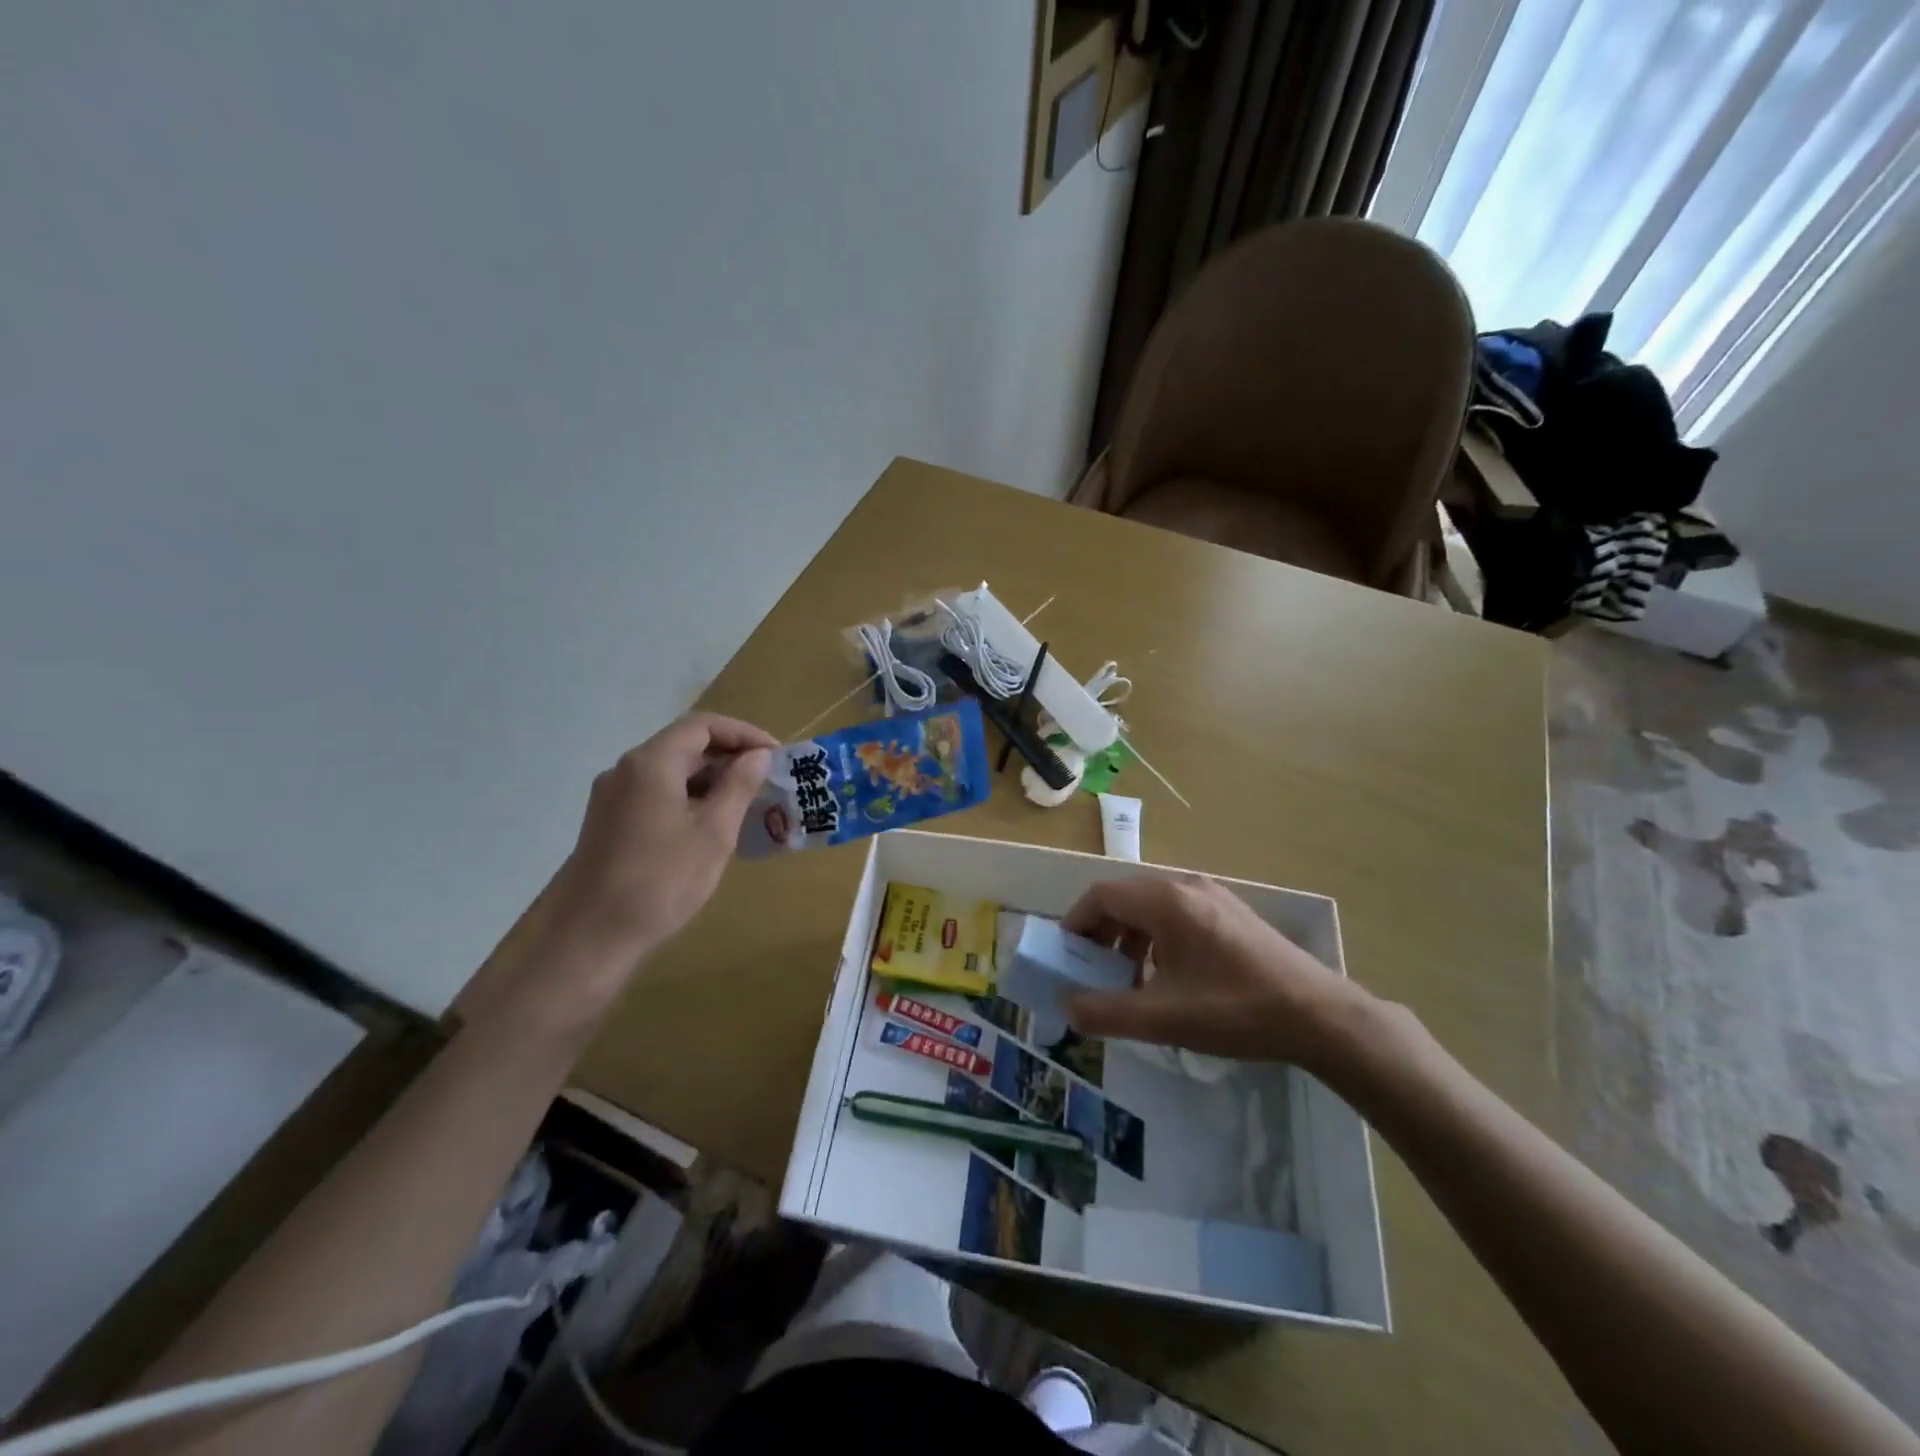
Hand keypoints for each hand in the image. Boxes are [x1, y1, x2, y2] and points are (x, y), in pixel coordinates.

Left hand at [542, 712, 776, 1010]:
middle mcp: (626, 769)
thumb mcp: (714, 832)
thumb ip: (739, 786)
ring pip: (670, 771)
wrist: (591, 938)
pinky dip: (689, 797)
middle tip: (766, 779)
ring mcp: (612, 796)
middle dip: (729, 756)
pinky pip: (656, 794)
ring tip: (746, 803)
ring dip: (710, 779)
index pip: (702, 725)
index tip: (775, 755)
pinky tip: (710, 825)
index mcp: (651, 763)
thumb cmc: (661, 880)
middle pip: (684, 745)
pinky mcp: (609, 822)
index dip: (743, 733)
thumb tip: (757, 755)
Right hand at [1061, 875, 1369, 1067]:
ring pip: (1152, 908)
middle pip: (1125, 899)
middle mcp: (1186, 887)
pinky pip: (1178, 916)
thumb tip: (1067, 1006)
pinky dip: (1159, 940)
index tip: (1067, 957)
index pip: (1101, 895)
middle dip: (1102, 934)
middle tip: (1094, 972)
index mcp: (1166, 901)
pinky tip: (1171, 978)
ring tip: (1132, 981)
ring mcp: (1213, 896)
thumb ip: (1107, 1012)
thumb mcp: (1163, 1018)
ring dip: (1130, 939)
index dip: (1076, 923)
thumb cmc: (1235, 1010)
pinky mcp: (1232, 913)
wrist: (1320, 1016)